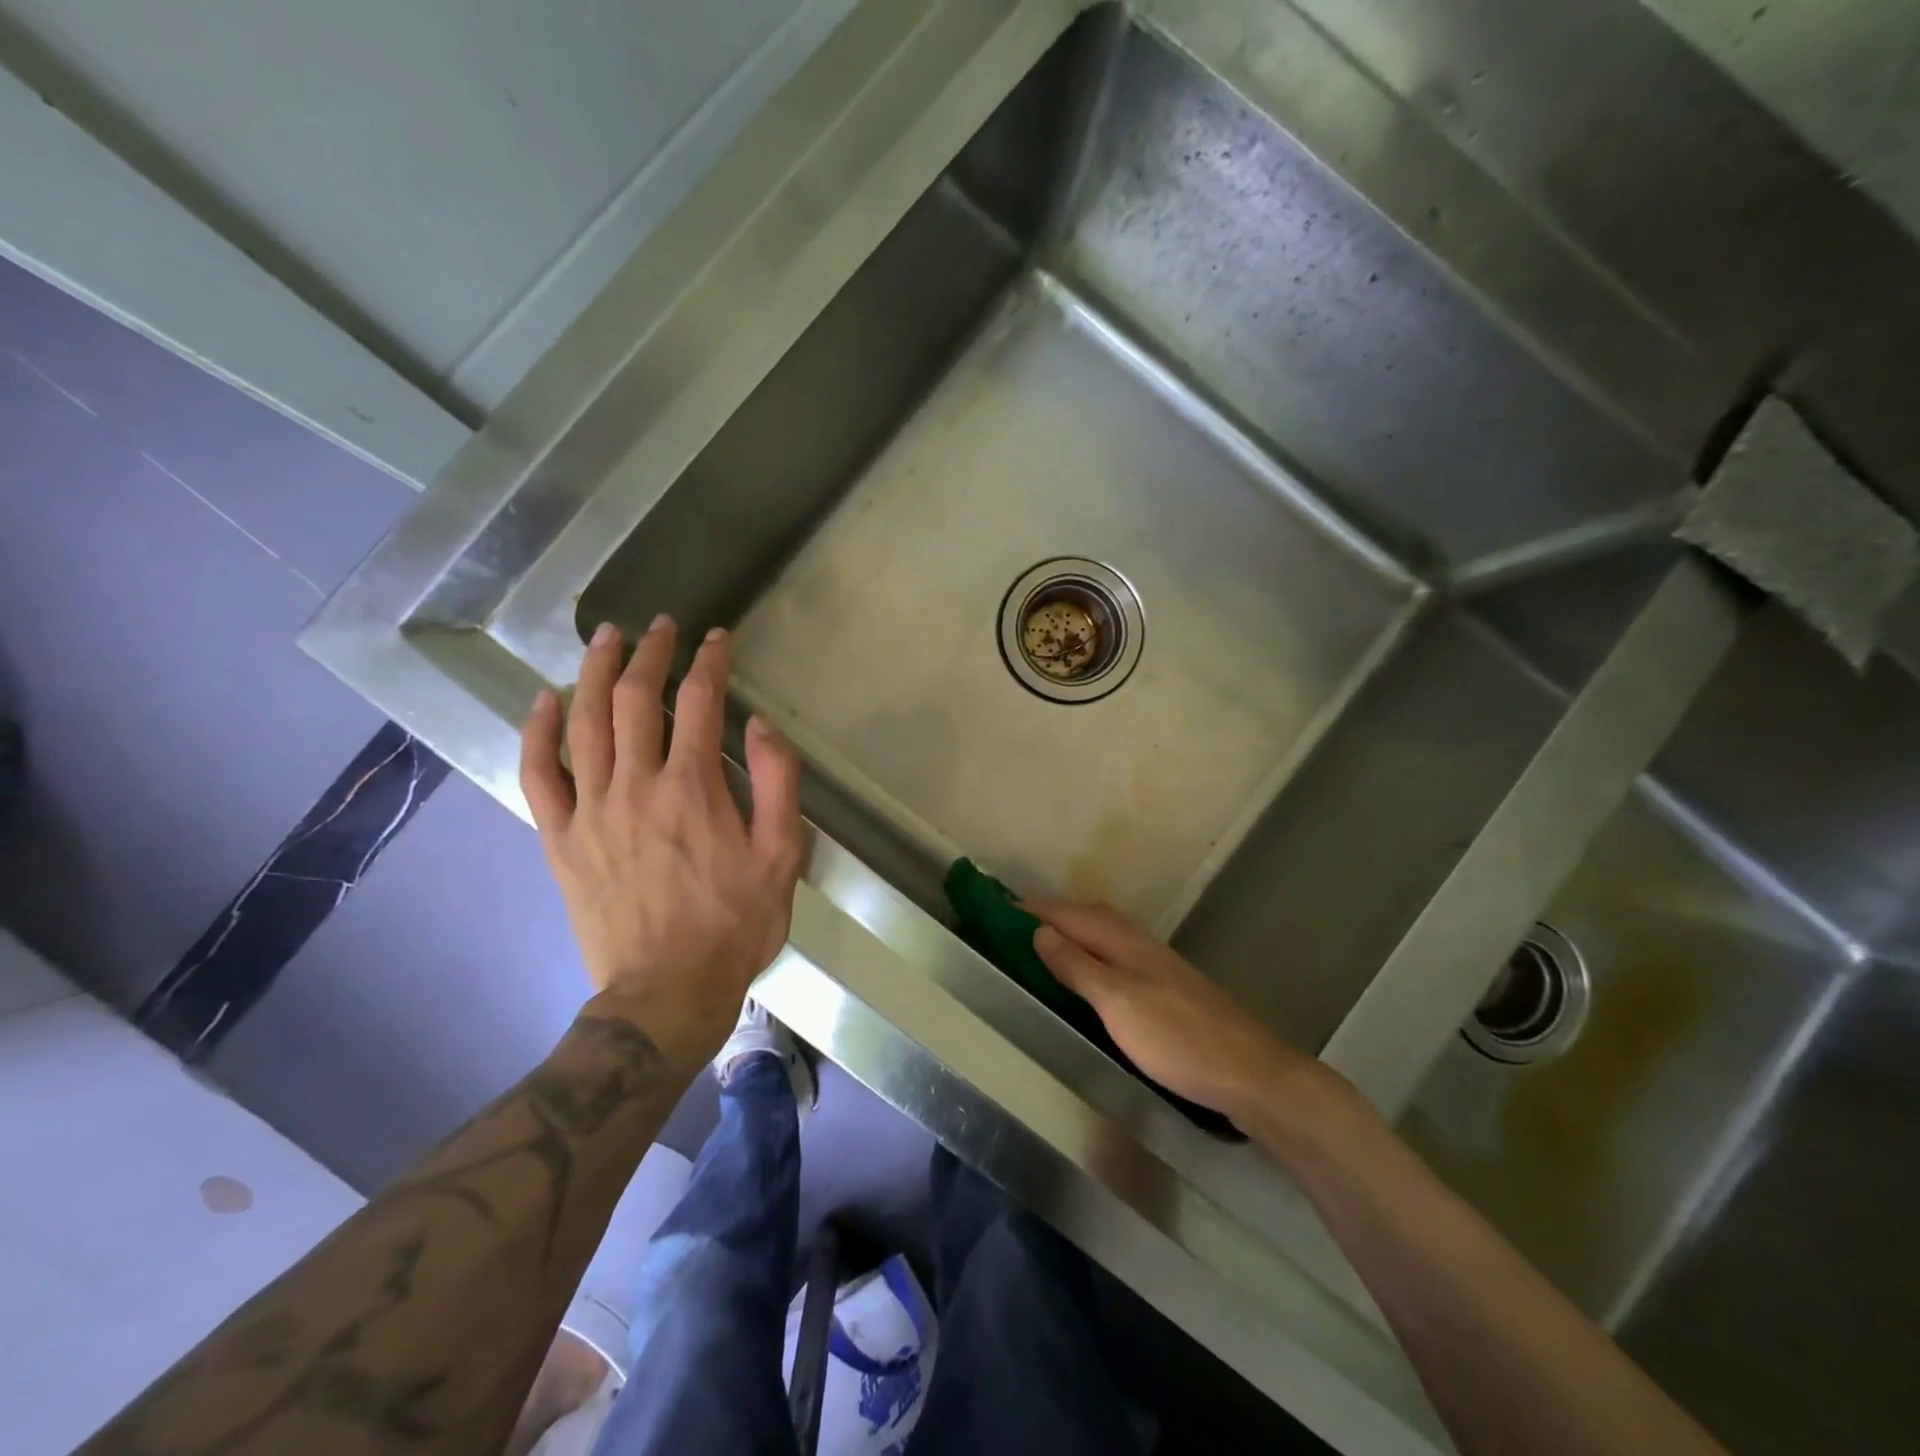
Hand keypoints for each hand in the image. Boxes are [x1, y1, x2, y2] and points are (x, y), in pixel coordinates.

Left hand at [520, 616, 805, 1064]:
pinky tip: (546, 702)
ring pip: (586, 723)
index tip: (717, 639)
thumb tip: (759, 725)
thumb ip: (778, 783)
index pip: (699, 700)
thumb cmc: (735, 923)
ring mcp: (591, 810)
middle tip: (660, 626)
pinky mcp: (561, 839)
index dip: (709, 661)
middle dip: (651, 653)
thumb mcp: (782, 854)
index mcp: (693, 786)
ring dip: (597, 672)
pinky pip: (540, 775)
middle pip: (637, 699)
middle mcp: (636, 784)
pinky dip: (539, 733)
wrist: (667, 991)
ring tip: (606, 638)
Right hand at [1027, 900, 1323, 1127]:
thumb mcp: (1118, 1002)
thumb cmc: (1178, 1038)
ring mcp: (1154, 965)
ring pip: (1101, 936)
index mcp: (1123, 940)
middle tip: (1008, 928)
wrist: (1251, 1074)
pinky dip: (1087, 956)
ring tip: (1036, 948)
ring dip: (1068, 934)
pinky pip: (1113, 957)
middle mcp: (1138, 943)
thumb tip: (1040, 931)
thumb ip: (1078, 965)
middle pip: (1085, 917)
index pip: (1067, 913)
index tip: (992, 908)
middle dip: (1048, 916)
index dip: (1031, 909)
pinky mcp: (1164, 989)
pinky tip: (1083, 978)